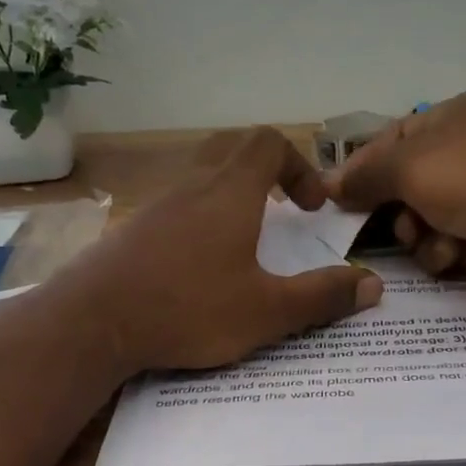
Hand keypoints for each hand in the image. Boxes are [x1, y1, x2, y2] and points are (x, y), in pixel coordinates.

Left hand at [64, 127, 382, 373]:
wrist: (93, 322)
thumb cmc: (187, 309)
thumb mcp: (266, 312)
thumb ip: (321, 297)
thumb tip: (372, 285)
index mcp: (230, 192)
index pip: (268, 143)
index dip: (299, 166)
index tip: (311, 208)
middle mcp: (192, 186)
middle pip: (232, 149)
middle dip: (266, 171)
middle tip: (281, 211)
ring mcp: (156, 206)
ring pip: (200, 178)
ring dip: (231, 197)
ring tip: (245, 243)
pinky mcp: (132, 231)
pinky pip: (176, 207)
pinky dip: (199, 220)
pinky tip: (199, 267)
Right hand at [328, 91, 465, 276]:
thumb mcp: (409, 164)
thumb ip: (364, 174)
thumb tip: (328, 183)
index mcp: (453, 117)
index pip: (392, 139)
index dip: (363, 167)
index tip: (337, 196)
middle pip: (404, 185)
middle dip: (394, 208)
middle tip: (392, 220)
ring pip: (421, 220)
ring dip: (418, 234)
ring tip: (432, 237)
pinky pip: (446, 243)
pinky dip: (443, 251)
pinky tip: (453, 253)